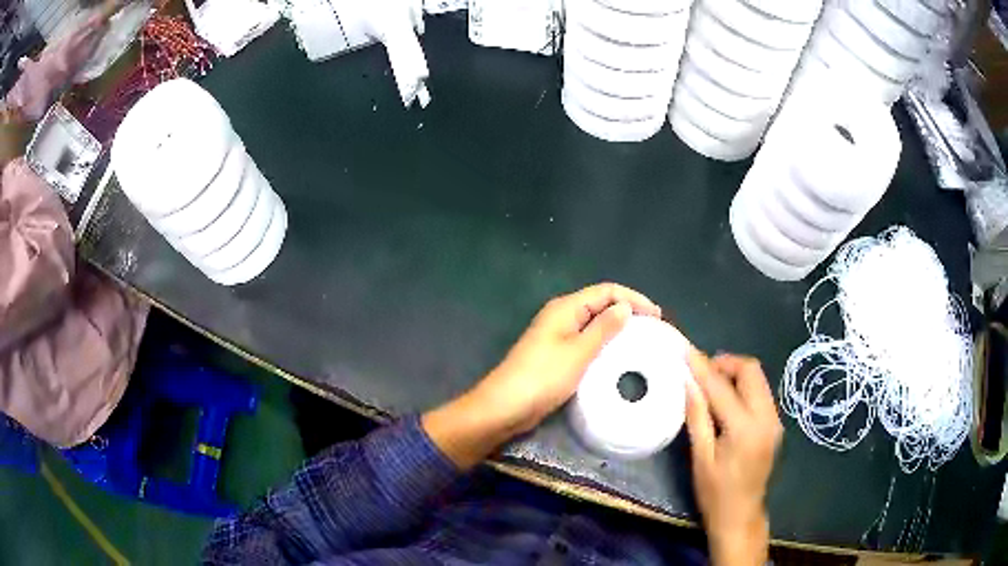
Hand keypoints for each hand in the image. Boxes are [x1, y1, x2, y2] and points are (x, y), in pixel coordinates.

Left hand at [423, 283, 660, 468]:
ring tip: (641, 341)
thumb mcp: (579, 352)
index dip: (632, 298)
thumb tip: (625, 306)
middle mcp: (562, 316)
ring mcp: (558, 336)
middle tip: (653, 329)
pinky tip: (617, 356)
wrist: (505, 407)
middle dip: (627, 311)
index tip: (657, 316)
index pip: (605, 291)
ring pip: (594, 323)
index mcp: (565, 308)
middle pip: (600, 304)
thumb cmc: (543, 377)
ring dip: (617, 328)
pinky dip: (604, 343)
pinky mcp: (557, 355)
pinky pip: (586, 341)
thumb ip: (603, 328)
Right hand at [685, 351, 782, 565]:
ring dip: (735, 374)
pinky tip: (726, 400)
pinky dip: (743, 387)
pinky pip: (761, 392)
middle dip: (725, 363)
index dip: (702, 366)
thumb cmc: (715, 493)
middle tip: (701, 371)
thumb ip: (697, 417)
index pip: (721, 386)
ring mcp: (774, 420)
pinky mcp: (775, 424)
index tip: (685, 351)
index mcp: (744, 428)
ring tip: (711, 384)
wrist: (741, 516)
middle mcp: (766, 417)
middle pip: (751, 370)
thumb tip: (688, 383)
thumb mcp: (701, 458)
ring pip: (758, 378)